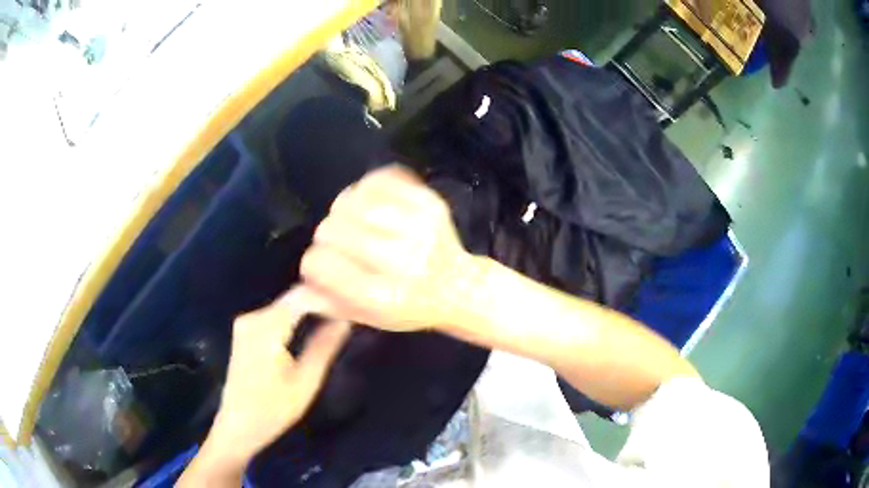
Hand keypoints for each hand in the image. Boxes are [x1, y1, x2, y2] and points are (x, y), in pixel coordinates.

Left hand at [204, 287, 350, 465]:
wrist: (237, 425)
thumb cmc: (272, 410)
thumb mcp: (306, 382)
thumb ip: (325, 347)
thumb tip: (346, 320)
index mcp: (265, 328)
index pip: (303, 296)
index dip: (331, 296)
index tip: (358, 302)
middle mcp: (253, 317)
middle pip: (294, 297)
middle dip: (324, 300)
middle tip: (354, 309)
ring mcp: (247, 321)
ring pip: (287, 304)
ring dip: (312, 308)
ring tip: (341, 315)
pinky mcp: (246, 329)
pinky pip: (278, 314)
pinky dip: (299, 316)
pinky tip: (316, 323)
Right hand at [300, 166, 478, 331]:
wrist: (458, 287)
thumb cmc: (410, 307)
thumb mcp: (369, 317)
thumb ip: (328, 303)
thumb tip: (290, 295)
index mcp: (382, 295)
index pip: (319, 264)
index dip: (313, 264)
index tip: (323, 267)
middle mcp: (399, 259)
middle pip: (331, 229)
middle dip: (326, 237)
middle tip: (339, 245)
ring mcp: (417, 226)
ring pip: (351, 200)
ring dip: (343, 210)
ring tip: (352, 222)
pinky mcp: (428, 202)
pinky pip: (380, 178)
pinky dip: (367, 187)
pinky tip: (370, 203)